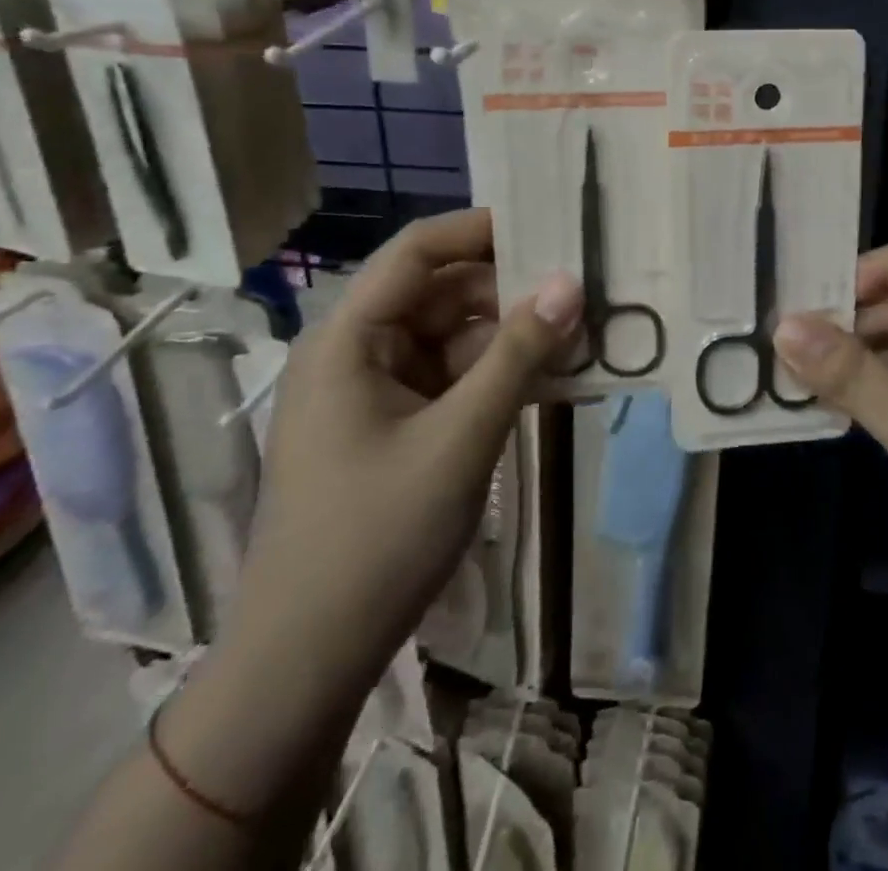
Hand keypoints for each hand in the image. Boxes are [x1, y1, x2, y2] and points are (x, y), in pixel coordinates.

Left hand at [228, 208, 581, 691]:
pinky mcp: (394, 427)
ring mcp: (375, 392)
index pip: (417, 252)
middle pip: (440, 293)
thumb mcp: (460, 438)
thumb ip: (518, 355)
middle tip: (580, 288)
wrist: (307, 662)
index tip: (548, 225)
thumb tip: (570, 283)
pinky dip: (496, 376)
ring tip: (578, 334)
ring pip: (452, 338)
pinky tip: (549, 380)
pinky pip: (452, 379)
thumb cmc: (375, 538)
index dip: (480, 229)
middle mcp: (358, 352)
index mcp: (350, 339)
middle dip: (508, 289)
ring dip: (510, 336)